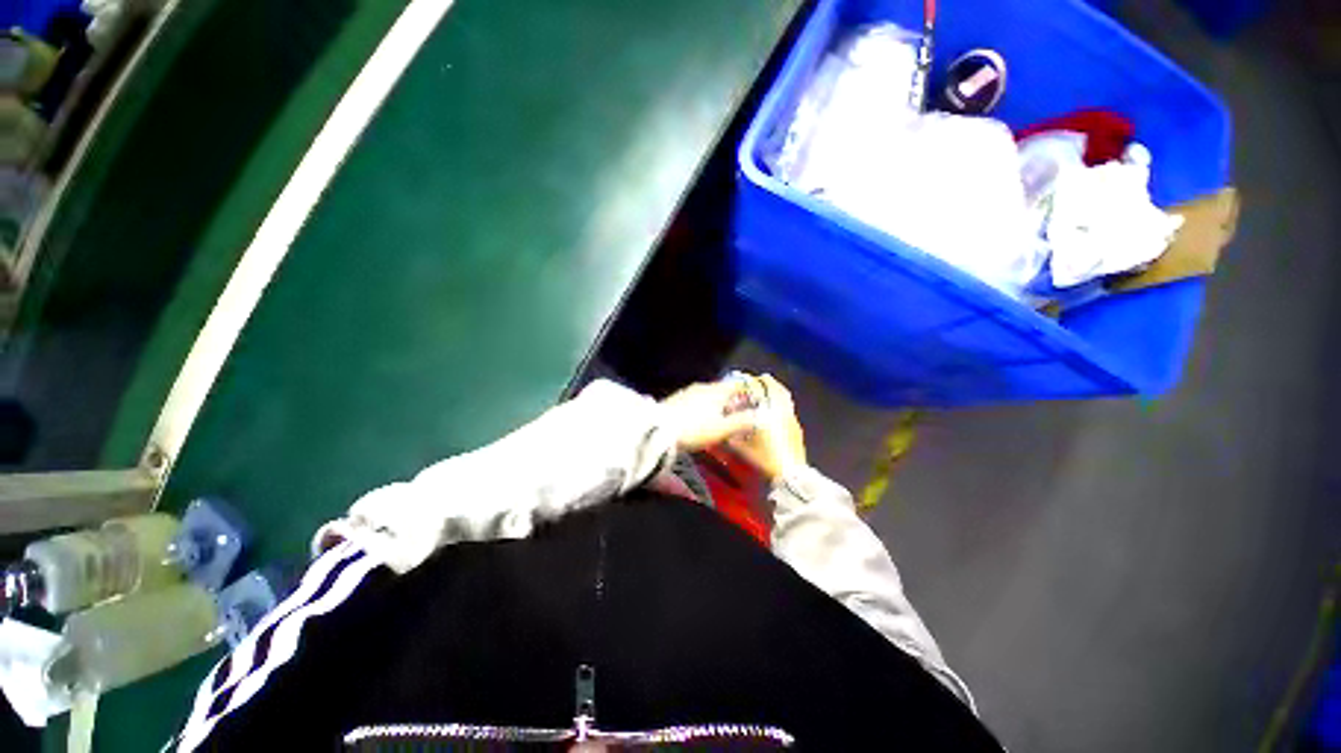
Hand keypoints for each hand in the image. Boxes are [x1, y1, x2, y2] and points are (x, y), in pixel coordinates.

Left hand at [661, 379, 761, 451]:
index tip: (753, 399)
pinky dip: (703, 409)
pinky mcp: (676, 401)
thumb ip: (742, 422)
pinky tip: (700, 421)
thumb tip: (760, 417)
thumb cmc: (695, 429)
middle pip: (722, 390)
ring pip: (708, 396)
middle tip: (739, 413)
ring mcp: (687, 393)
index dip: (747, 390)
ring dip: (716, 405)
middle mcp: (703, 388)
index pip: (737, 384)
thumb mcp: (722, 429)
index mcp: (716, 391)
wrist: (658, 430)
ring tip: (721, 419)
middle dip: (732, 400)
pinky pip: (696, 402)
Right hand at [728, 375, 806, 480]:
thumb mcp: (743, 448)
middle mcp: (781, 411)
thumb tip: (724, 428)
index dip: (753, 383)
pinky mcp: (797, 427)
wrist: (791, 473)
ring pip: (785, 398)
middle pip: (777, 390)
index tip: (747, 378)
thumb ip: (732, 436)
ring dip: (778, 390)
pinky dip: (782, 401)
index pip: (761, 391)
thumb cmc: (765, 458)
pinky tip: (776, 407)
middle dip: (769, 382)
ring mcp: (791, 418)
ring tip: (769, 389)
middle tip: (762, 378)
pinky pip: (789, 407)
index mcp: (768, 413)